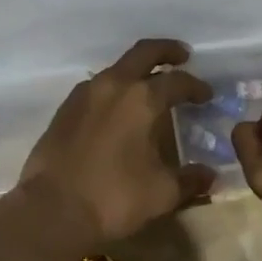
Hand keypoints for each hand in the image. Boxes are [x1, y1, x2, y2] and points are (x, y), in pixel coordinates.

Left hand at [17, 39, 216, 248]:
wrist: (51, 209)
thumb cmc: (114, 197)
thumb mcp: (162, 193)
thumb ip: (190, 180)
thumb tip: (210, 176)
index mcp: (142, 98)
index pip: (177, 81)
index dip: (196, 86)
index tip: (207, 95)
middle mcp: (114, 85)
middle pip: (144, 53)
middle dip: (166, 51)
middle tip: (182, 56)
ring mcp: (85, 94)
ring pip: (117, 68)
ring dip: (137, 70)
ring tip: (149, 86)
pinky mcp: (65, 109)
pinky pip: (97, 87)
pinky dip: (114, 88)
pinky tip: (117, 109)